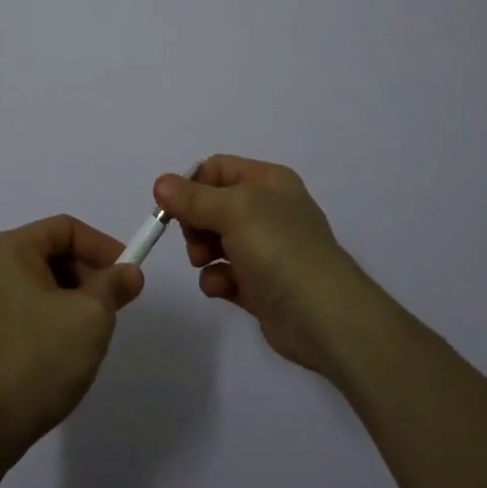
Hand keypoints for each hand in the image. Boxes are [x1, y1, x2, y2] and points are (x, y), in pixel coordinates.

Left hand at [0, 214, 143, 468]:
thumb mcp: (90, 317)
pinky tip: (67, 351)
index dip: (102, 246)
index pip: (65, 228)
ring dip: (74, 299)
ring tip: (94, 332)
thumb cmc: (38, 359)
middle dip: (89, 275)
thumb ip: (114, 286)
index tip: (128, 274)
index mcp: (10, 249)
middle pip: (52, 254)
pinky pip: (27, 309)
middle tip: (115, 305)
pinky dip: (53, 318)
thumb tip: (130, 272)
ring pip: (42, 284)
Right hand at [154, 156, 379, 376]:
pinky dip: (217, 279)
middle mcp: (268, 210)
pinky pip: (226, 273)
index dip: (191, 186)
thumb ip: (193, 198)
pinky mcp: (261, 285)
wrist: (325, 318)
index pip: (216, 169)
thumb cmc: (280, 250)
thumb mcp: (234, 211)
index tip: (173, 209)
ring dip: (202, 252)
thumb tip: (160, 183)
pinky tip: (221, 288)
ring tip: (204, 264)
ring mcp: (266, 249)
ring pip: (216, 240)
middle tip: (193, 240)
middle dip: (195, 222)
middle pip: (212, 205)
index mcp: (268, 181)